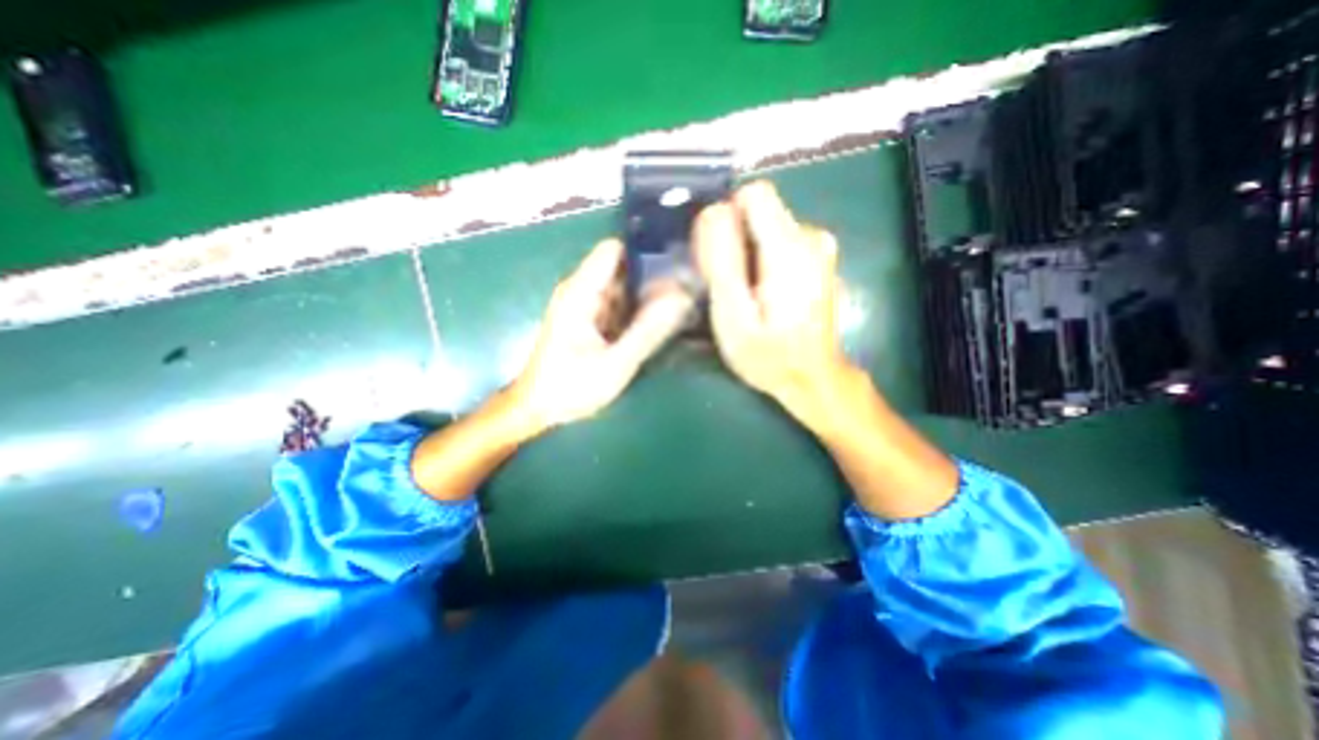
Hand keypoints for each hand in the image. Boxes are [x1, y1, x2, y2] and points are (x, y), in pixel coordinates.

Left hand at [506, 237, 692, 431]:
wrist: (538, 409)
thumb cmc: (570, 387)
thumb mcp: (615, 363)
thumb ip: (648, 331)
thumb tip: (681, 299)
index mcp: (581, 292)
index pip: (614, 250)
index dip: (645, 251)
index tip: (676, 263)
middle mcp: (582, 291)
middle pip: (623, 269)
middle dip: (653, 278)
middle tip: (686, 293)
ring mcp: (586, 306)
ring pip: (624, 288)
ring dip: (648, 296)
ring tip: (680, 306)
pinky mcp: (591, 321)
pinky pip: (620, 306)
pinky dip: (638, 311)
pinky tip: (660, 321)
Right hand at [692, 179, 854, 433]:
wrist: (812, 378)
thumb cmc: (768, 355)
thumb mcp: (733, 315)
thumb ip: (722, 261)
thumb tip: (713, 212)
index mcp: (790, 247)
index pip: (753, 193)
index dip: (727, 219)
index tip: (718, 258)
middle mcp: (810, 235)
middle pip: (757, 211)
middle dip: (734, 240)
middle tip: (729, 287)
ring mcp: (818, 245)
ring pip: (765, 227)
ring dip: (746, 253)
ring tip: (745, 295)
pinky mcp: (817, 256)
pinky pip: (777, 240)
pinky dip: (762, 260)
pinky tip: (763, 293)